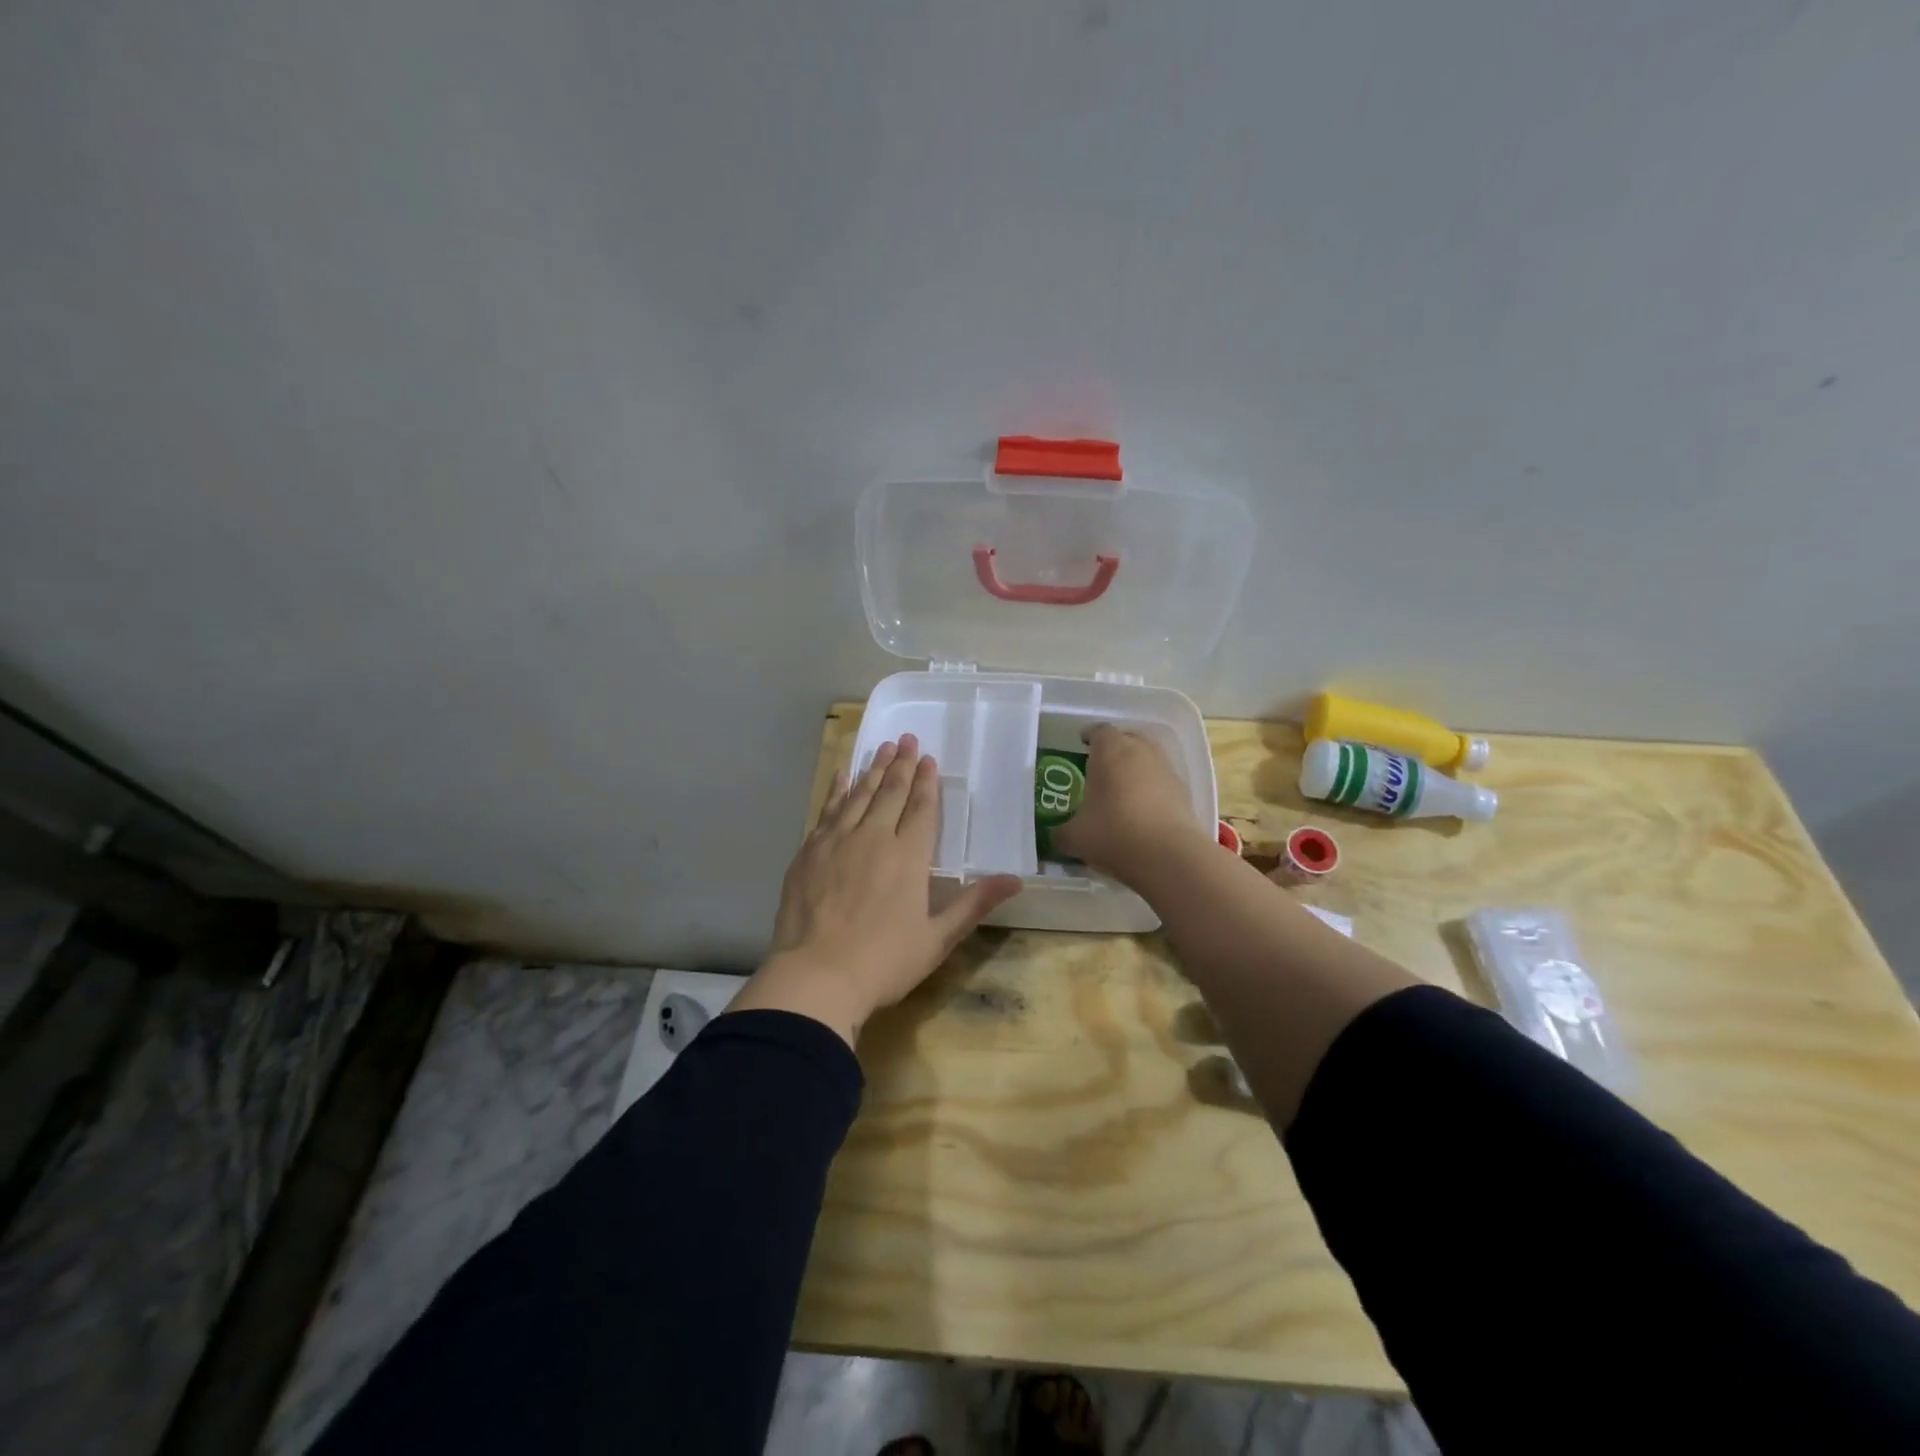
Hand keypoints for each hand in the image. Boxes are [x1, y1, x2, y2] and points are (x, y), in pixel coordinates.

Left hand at [733, 734, 1022, 1045]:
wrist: (816, 976)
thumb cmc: (884, 962)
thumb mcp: (938, 938)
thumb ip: (974, 904)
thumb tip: (1016, 880)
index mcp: (908, 856)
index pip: (921, 808)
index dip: (926, 782)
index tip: (928, 758)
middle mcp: (874, 837)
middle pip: (890, 792)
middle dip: (901, 764)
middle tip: (906, 739)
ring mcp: (837, 841)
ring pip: (858, 794)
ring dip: (872, 769)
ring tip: (881, 747)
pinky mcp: (809, 851)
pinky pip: (827, 809)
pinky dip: (837, 789)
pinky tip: (842, 775)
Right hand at [1053, 725, 1208, 886]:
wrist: (1169, 856)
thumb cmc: (1114, 834)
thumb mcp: (1075, 837)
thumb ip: (1061, 832)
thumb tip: (1057, 835)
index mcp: (1110, 751)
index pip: (1099, 731)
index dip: (1090, 736)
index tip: (1082, 746)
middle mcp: (1141, 751)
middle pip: (1127, 739)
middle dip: (1114, 750)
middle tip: (1101, 768)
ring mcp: (1166, 769)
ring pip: (1148, 759)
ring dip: (1136, 769)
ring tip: (1122, 790)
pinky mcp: (1184, 791)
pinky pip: (1162, 781)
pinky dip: (1152, 789)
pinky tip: (1143, 811)